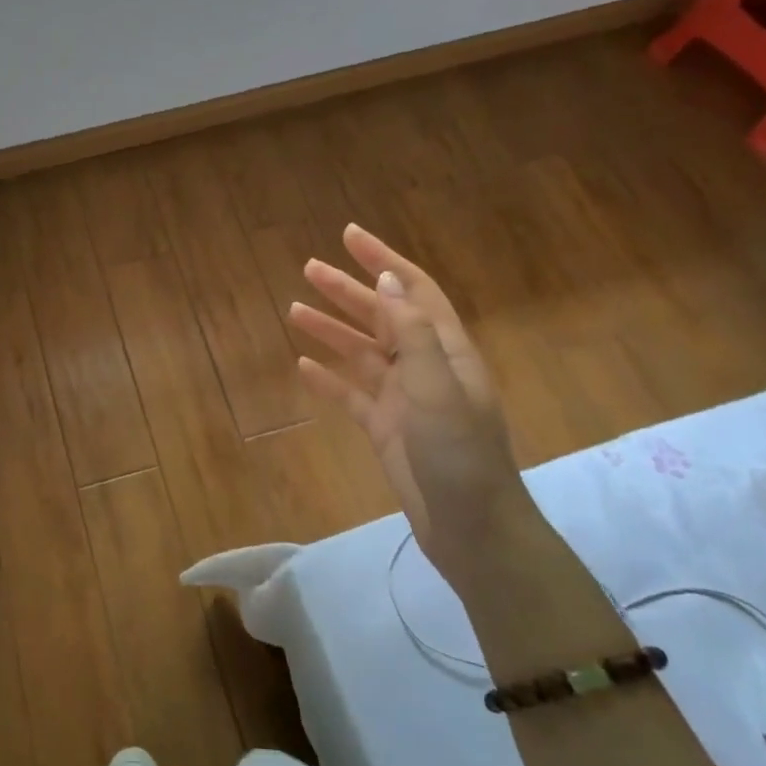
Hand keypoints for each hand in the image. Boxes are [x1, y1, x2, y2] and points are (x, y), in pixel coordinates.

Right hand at [289, 225, 537, 586]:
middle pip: (381, 316)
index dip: (383, 261)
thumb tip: (387, 280)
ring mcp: (404, 399)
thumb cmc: (459, 454)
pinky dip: (328, 378)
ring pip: (361, 353)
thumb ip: (412, 333)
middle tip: (309, 267)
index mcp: (445, 350)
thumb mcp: (437, 387)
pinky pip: (351, 394)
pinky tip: (302, 366)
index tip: (349, 235)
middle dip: (347, 290)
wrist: (471, 529)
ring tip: (293, 309)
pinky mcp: (385, 429)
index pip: (412, 291)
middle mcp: (424, 367)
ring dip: (331, 330)